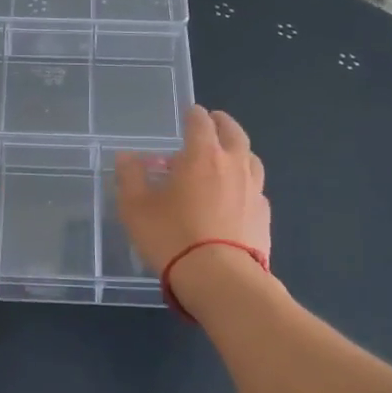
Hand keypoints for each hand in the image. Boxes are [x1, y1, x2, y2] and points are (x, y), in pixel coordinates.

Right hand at [115, 106, 270, 274]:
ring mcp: (254, 191)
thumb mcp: (136, 208)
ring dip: (239, 152)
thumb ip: (130, 177)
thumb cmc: (172, 236)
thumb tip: (127, 157)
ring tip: (227, 158)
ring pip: (251, 160)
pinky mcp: (265, 217)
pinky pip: (256, 190)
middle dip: (223, 124)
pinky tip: (236, 198)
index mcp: (203, 155)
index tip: (189, 112)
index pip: (201, 122)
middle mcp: (233, 165)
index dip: (194, 114)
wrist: (221, 279)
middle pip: (234, 133)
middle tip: (214, 122)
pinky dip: (246, 185)